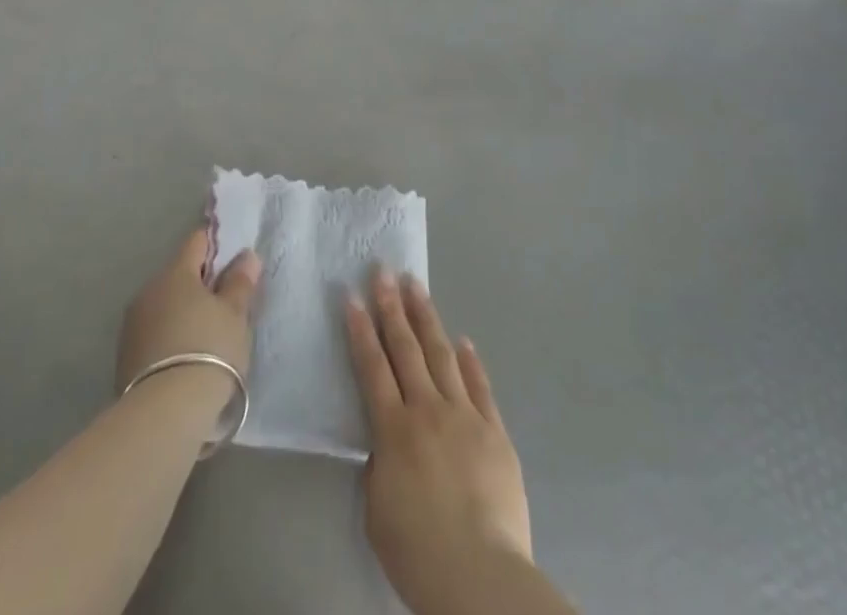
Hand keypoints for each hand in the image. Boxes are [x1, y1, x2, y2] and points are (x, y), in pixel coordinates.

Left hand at [116, 227, 259, 412]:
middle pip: (179, 275)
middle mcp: (148, 290)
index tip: (233, 263)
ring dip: (183, 312)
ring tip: (206, 337)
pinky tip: (185, 359)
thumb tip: (246, 255)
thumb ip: (240, 282)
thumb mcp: (235, 315)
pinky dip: (169, 337)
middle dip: (200, 284)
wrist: (165, 414)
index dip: (217, 246)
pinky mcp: (124, 357)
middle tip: (226, 306)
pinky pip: (154, 333)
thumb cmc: (209, 350)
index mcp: (175, 272)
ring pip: (164, 305)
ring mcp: (132, 324)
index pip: (197, 241)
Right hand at [347, 271, 535, 613]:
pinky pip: (480, 386)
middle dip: (392, 307)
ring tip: (416, 286)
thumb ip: (379, 463)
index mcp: (393, 429)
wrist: (480, 575)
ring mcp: (464, 415)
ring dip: (427, 318)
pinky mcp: (494, 430)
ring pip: (442, 354)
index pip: (372, 367)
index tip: (352, 296)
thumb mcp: (377, 508)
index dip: (361, 329)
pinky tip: (463, 340)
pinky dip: (470, 361)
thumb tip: (385, 439)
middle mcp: (427, 409)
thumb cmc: (418, 550)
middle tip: (383, 271)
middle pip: (406, 348)